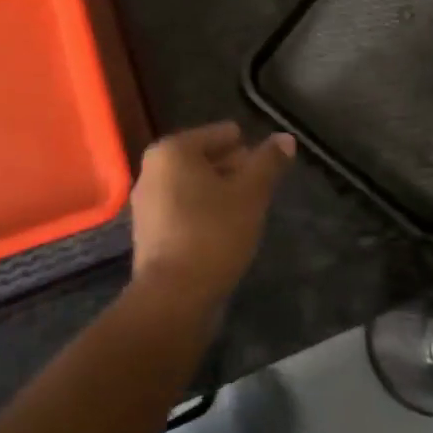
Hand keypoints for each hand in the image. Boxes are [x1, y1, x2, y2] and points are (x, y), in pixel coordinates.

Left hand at [130, 123, 294, 311]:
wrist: (172, 298)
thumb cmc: (212, 233)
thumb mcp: (250, 194)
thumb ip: (268, 162)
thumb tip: (286, 137)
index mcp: (172, 150)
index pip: (217, 134)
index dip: (244, 144)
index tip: (265, 158)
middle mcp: (152, 169)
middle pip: (202, 158)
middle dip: (231, 167)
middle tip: (260, 181)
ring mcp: (146, 203)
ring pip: (192, 185)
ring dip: (218, 191)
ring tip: (248, 204)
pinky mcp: (148, 233)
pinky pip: (182, 209)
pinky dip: (203, 211)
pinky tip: (226, 227)